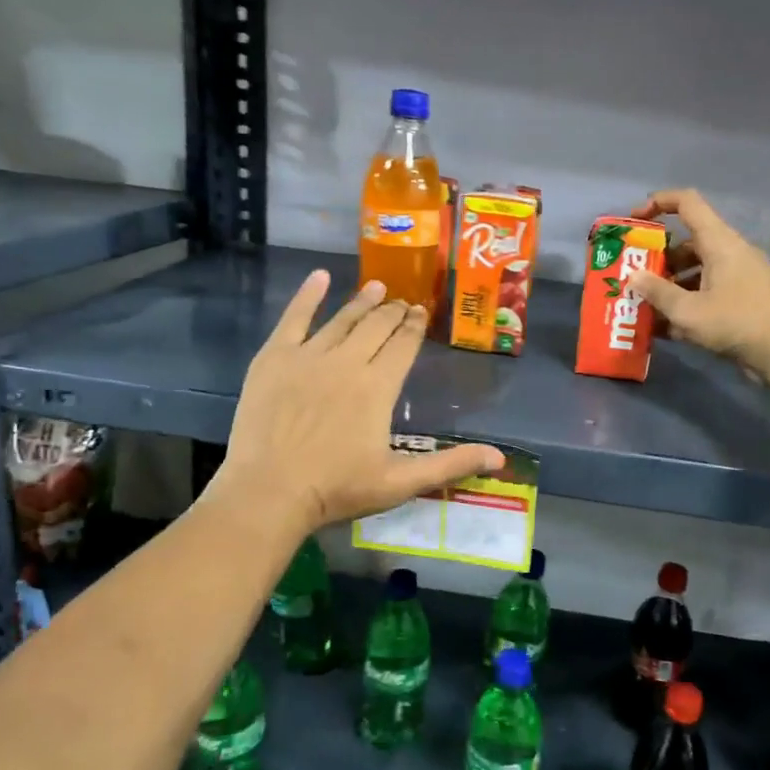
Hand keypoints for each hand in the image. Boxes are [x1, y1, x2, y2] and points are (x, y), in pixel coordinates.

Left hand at [216, 271, 503, 534]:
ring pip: (342, 320)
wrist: (269, 492)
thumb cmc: (337, 489)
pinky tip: (320, 277)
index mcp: (378, 387)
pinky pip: (294, 318)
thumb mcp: (401, 482)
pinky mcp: (275, 358)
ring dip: (361, 302)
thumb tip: (500, 458)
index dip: (414, 327)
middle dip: (393, 312)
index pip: (403, 346)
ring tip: (376, 287)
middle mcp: (347, 361)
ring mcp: (308, 356)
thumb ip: (450, 465)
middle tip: (402, 302)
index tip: (420, 313)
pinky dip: (308, 296)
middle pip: (376, 327)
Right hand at [626, 188, 769, 380]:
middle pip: (688, 242)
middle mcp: (730, 252)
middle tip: (635, 276)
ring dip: (671, 284)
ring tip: (646, 306)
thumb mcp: (688, 311)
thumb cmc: (736, 322)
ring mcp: (740, 276)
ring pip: (697, 269)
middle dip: (659, 257)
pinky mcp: (745, 299)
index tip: (634, 220)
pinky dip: (688, 302)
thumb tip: (633, 277)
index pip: (687, 203)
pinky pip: (709, 291)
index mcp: (719, 242)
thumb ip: (658, 292)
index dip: (658, 202)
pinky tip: (667, 327)